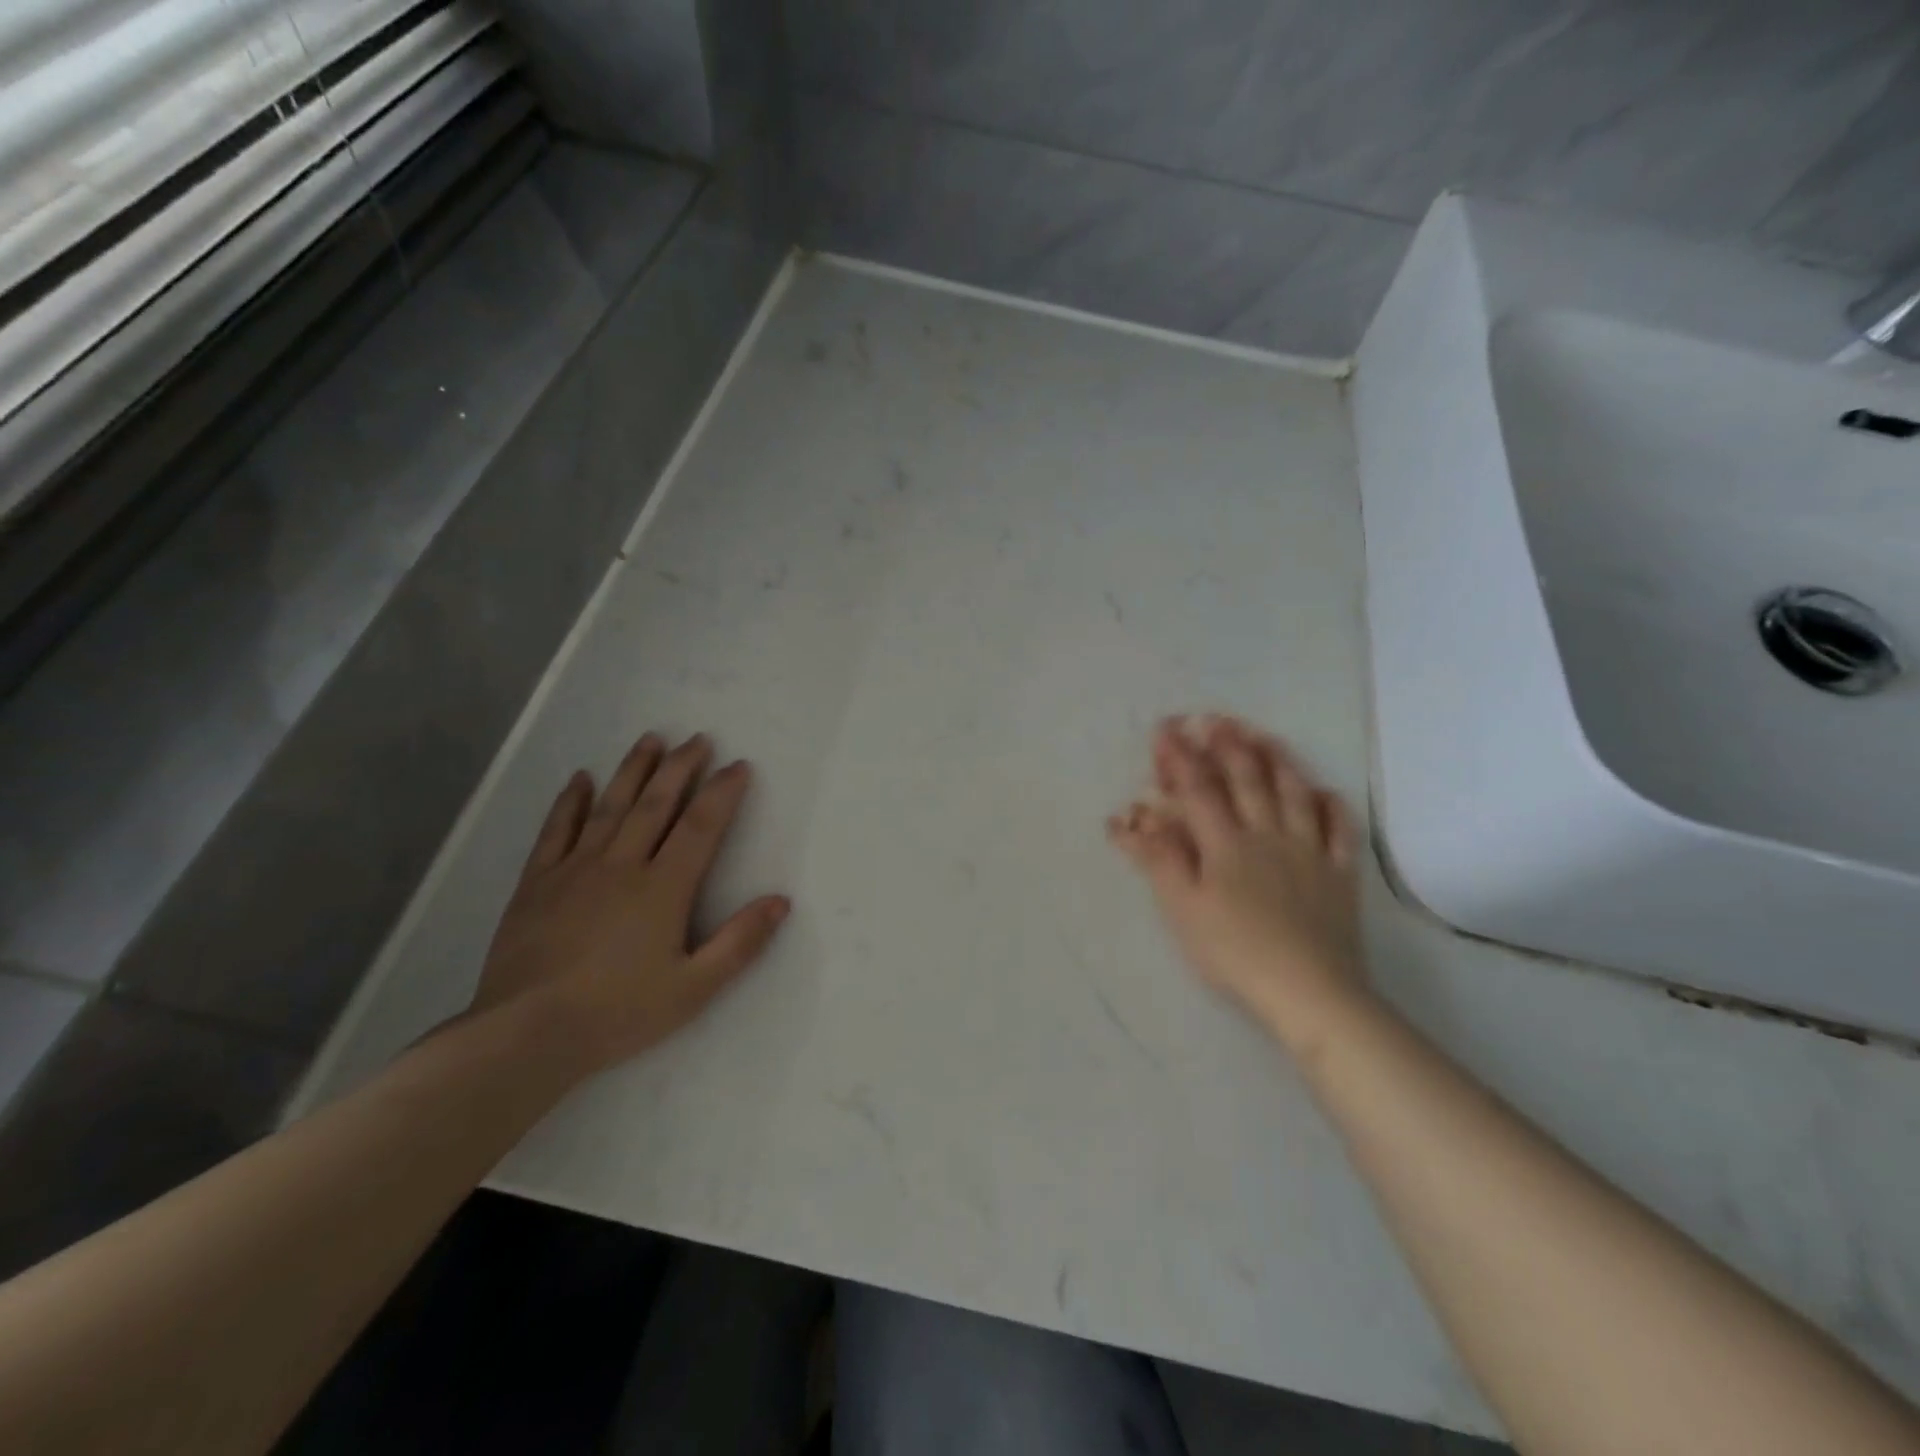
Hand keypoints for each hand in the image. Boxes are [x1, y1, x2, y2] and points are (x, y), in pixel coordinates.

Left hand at [472, 732, 790, 1073]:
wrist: (527, 1035)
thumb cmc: (619, 1013)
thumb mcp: (695, 988)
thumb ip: (740, 942)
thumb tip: (781, 901)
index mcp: (663, 888)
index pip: (700, 826)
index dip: (722, 792)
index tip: (739, 765)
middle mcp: (621, 865)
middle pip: (655, 804)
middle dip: (680, 767)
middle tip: (698, 738)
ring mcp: (575, 870)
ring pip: (609, 806)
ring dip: (632, 770)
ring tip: (651, 738)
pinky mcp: (537, 884)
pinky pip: (556, 831)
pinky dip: (569, 802)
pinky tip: (580, 779)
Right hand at [1107, 716, 1367, 1053]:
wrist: (1309, 991)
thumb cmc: (1234, 952)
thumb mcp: (1182, 908)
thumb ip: (1157, 858)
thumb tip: (1128, 817)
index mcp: (1225, 844)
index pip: (1198, 788)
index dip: (1180, 757)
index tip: (1165, 729)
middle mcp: (1267, 835)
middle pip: (1247, 780)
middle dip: (1227, 746)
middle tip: (1214, 719)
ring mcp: (1308, 852)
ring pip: (1293, 794)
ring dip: (1277, 760)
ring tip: (1263, 736)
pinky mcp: (1339, 876)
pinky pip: (1339, 831)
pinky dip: (1332, 806)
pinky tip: (1325, 791)